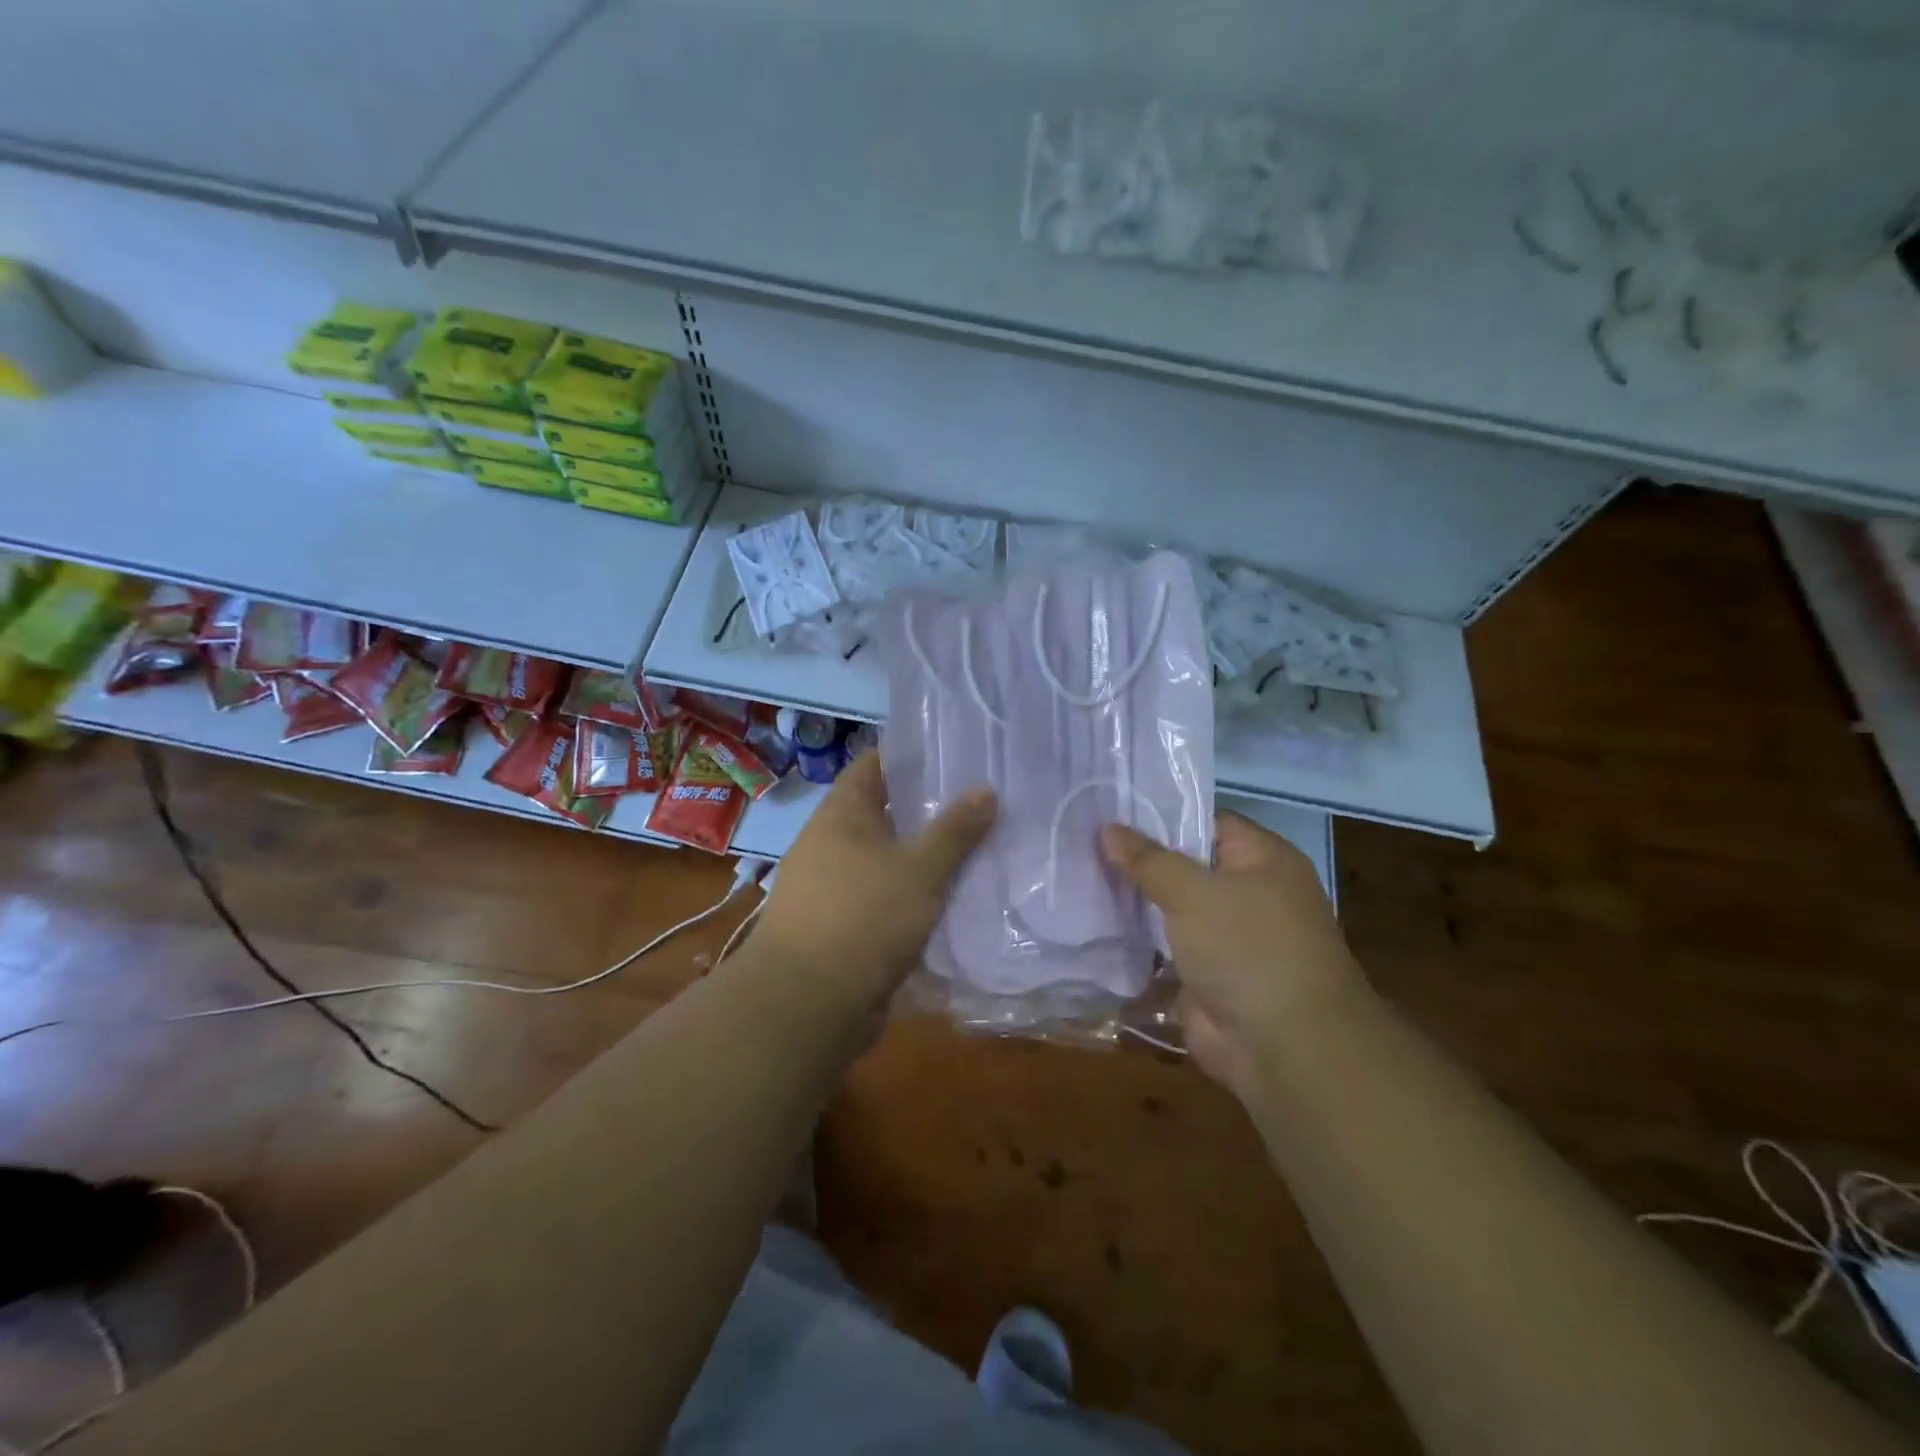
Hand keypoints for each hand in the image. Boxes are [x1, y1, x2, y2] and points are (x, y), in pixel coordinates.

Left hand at [752, 753, 996, 1004]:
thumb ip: (954, 830)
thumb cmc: (862, 918)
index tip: (953, 755)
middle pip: (884, 812)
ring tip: (977, 849)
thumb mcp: (918, 869)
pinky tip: (951, 900)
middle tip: (980, 804)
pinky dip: (913, 894)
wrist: (807, 1004)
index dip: (909, 756)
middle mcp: (831, 843)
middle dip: (928, 810)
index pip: (873, 764)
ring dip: (924, 856)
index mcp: (841, 814)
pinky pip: (885, 896)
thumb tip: (986, 790)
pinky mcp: (843, 924)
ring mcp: (834, 886)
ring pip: (888, 858)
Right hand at [1103, 811, 1364, 1100]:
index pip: (1205, 821)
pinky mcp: (1203, 974)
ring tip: (1075, 873)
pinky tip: (1089, 921)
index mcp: (1262, 860)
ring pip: (1169, 906)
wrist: (1284, 1048)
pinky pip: (1162, 946)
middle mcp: (1247, 892)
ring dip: (1131, 899)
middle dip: (1137, 858)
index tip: (1109, 808)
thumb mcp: (1194, 892)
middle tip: (1080, 839)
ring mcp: (1224, 936)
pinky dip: (1133, 939)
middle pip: (1183, 864)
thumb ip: (1148, 860)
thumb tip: (1107, 827)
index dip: (1159, 814)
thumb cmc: (1248, 949)